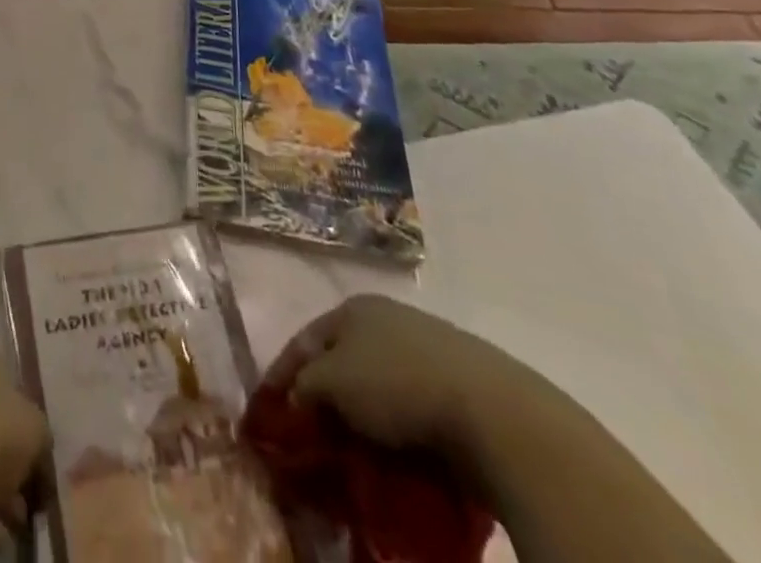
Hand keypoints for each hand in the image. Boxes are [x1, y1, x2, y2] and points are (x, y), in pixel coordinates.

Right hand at [262, 295, 524, 454]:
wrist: (492, 412)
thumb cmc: (397, 384)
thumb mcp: (334, 383)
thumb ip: (305, 386)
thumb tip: (296, 398)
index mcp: (352, 306)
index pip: (304, 339)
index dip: (282, 373)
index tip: (268, 411)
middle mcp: (385, 317)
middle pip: (342, 359)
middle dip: (324, 396)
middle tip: (311, 436)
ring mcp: (425, 346)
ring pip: (377, 384)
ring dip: (362, 416)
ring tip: (353, 453)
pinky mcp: (458, 382)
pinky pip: (411, 406)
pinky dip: (397, 428)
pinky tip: (395, 454)